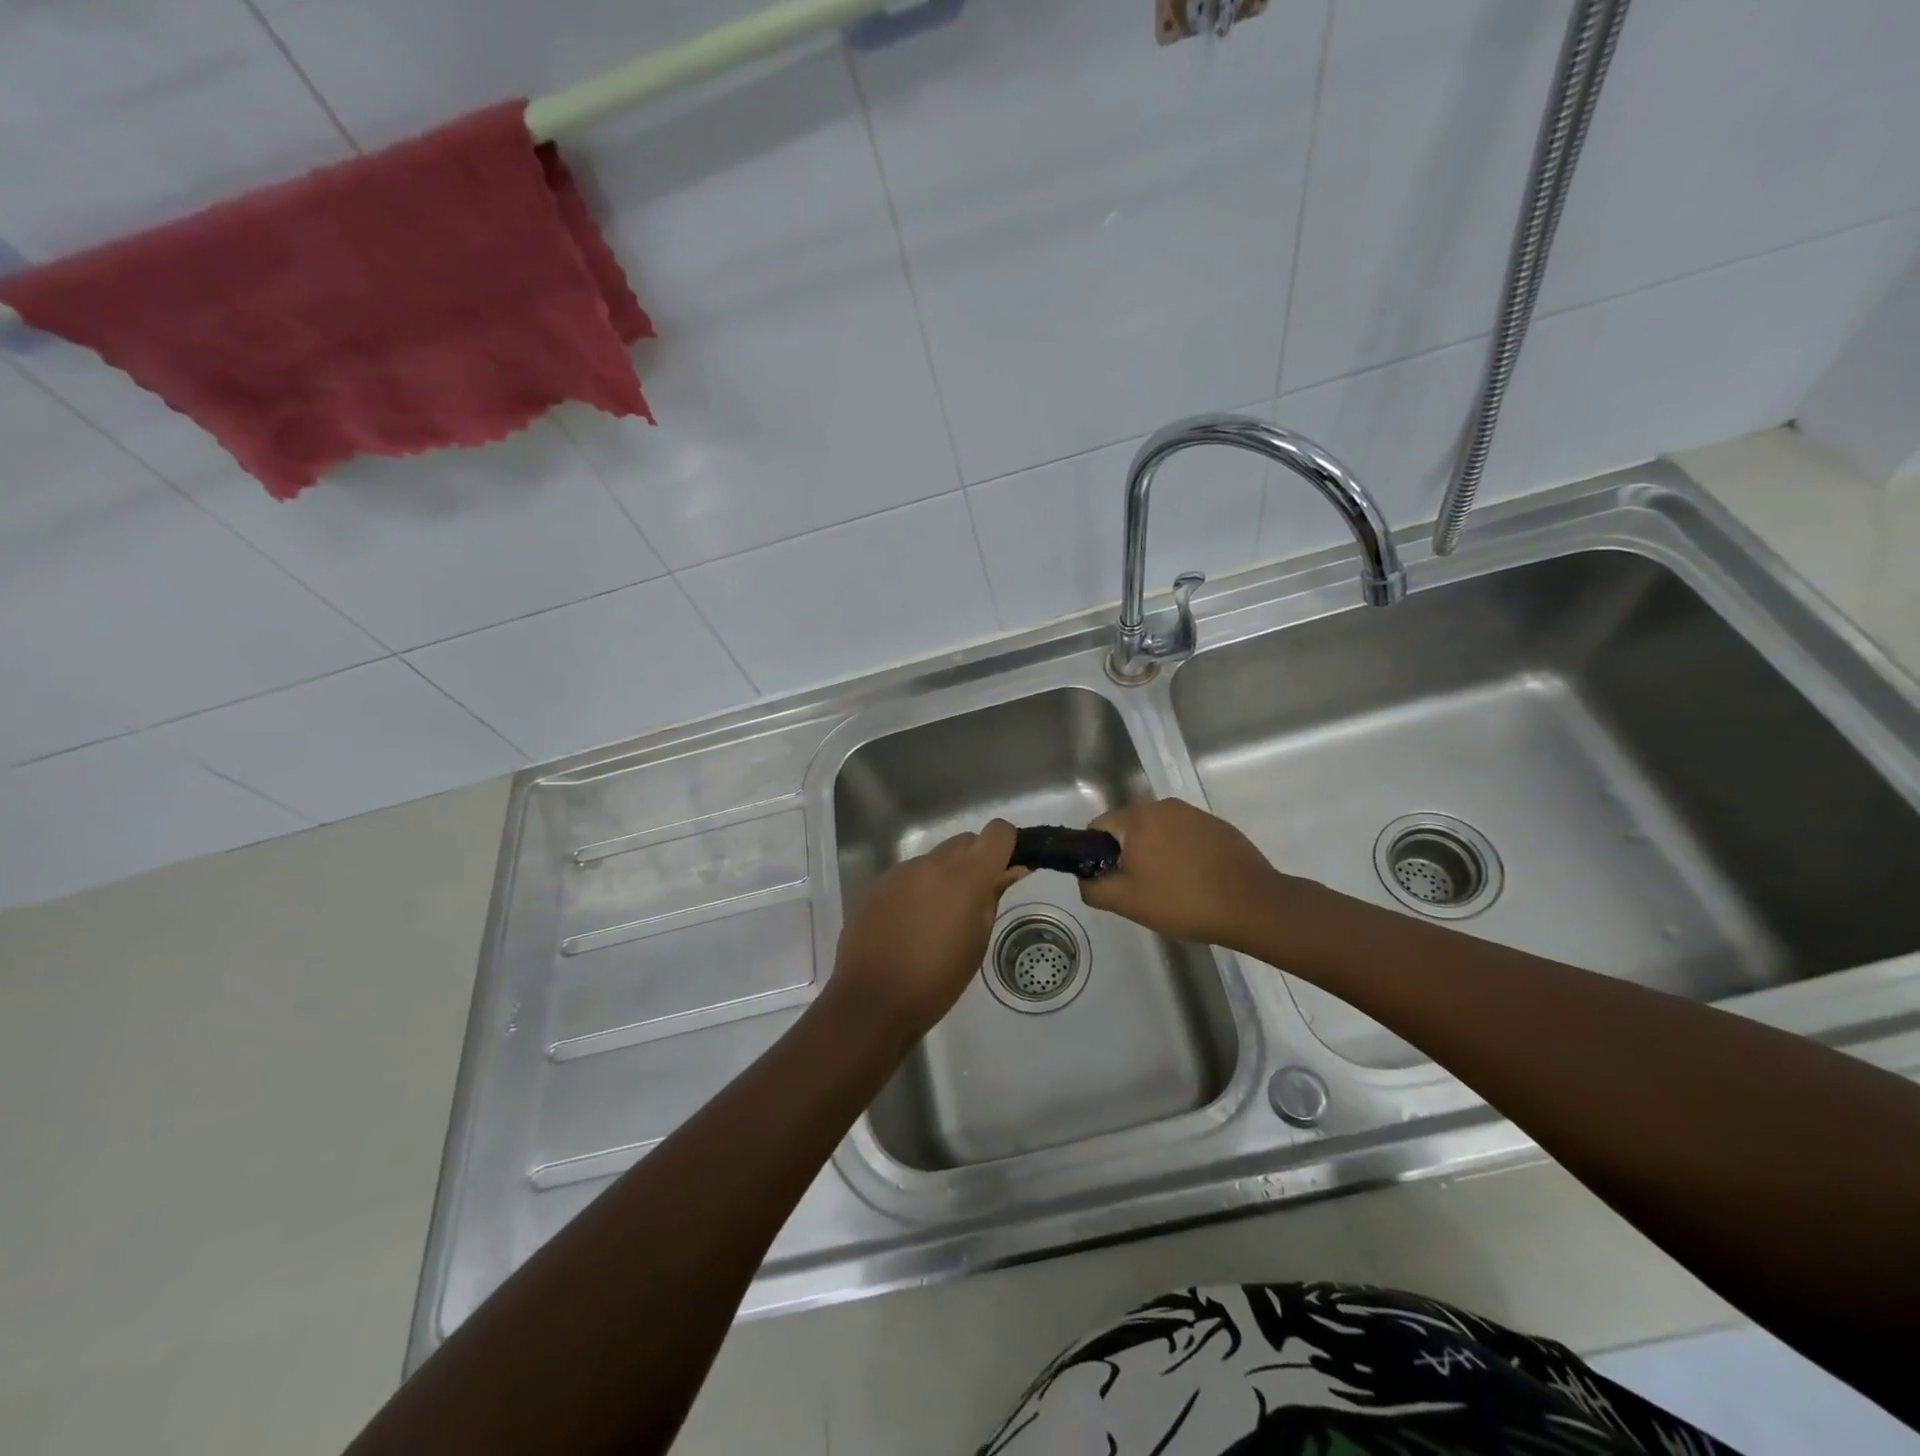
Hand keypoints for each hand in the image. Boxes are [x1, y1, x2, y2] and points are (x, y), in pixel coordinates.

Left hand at [827, 819, 1026, 1043]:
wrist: (872, 1000)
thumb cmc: (937, 980)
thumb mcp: (977, 942)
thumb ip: (993, 897)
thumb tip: (1011, 870)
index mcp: (965, 876)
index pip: (997, 832)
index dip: (1007, 845)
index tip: (1008, 869)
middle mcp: (932, 863)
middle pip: (965, 841)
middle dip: (977, 860)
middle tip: (976, 899)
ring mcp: (901, 871)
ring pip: (936, 859)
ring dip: (946, 876)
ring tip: (939, 919)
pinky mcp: (878, 884)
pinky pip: (910, 875)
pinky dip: (919, 889)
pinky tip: (911, 924)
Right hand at [1079, 798, 1281, 949]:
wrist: (1253, 905)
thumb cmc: (1183, 901)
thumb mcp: (1127, 902)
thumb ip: (1093, 888)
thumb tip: (1086, 878)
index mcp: (1138, 817)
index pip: (1099, 827)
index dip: (1097, 855)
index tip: (1112, 881)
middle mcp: (1164, 806)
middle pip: (1129, 827)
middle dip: (1128, 855)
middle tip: (1141, 889)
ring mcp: (1194, 814)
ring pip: (1158, 831)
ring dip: (1155, 853)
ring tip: (1170, 887)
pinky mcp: (1217, 825)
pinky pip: (1184, 836)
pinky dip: (1181, 853)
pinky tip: (1195, 880)